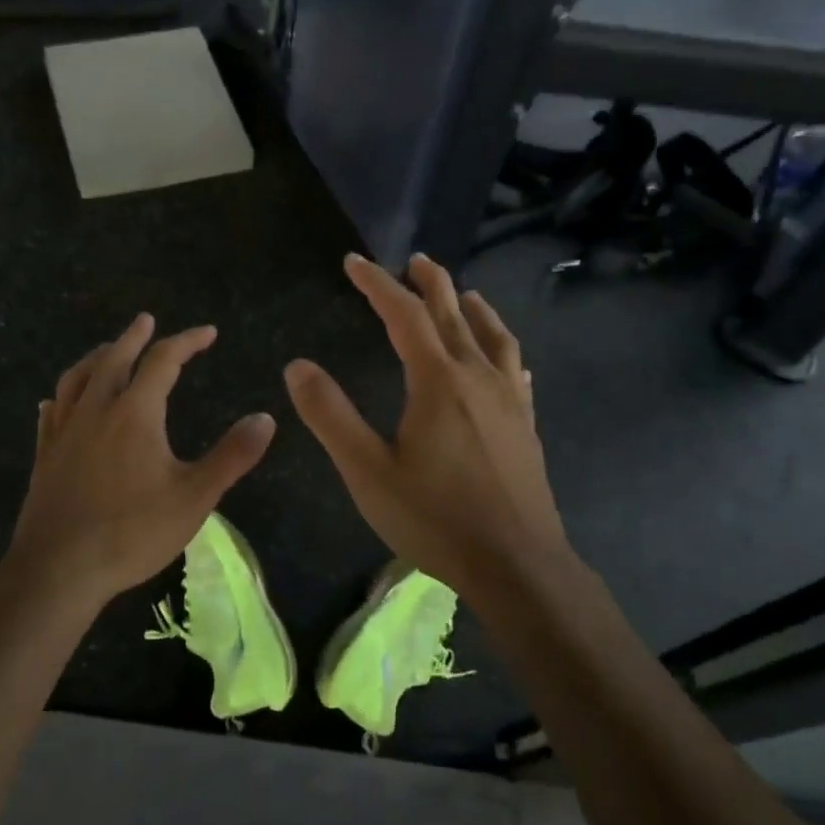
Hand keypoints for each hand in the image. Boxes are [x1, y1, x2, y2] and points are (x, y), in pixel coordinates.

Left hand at [5, 313, 276, 605]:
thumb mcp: (195, 497)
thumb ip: (232, 456)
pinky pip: (51, 413)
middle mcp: (96, 410)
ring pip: (77, 379)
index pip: (163, 361)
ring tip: (107, 350)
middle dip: (135, 336)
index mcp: (135, 413)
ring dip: (96, 357)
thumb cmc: (132, 533)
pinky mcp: (44, 456)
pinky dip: (61, 396)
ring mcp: (64, 432)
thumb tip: (266, 418)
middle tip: (147, 320)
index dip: (187, 341)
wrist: (59, 570)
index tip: (208, 332)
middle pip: (114, 358)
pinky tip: (57, 401)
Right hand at [285, 254, 569, 597]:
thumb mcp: (368, 470)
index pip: (404, 314)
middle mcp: (477, 377)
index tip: (354, 262)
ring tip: (463, 292)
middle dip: (429, 282)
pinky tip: (505, 357)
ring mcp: (509, 399)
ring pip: (493, 335)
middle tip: (413, 260)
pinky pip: (515, 368)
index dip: (377, 283)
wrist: (516, 565)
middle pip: (453, 314)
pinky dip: (502, 347)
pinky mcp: (526, 424)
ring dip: (473, 308)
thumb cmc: (434, 518)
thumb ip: (330, 415)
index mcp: (437, 380)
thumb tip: (298, 365)